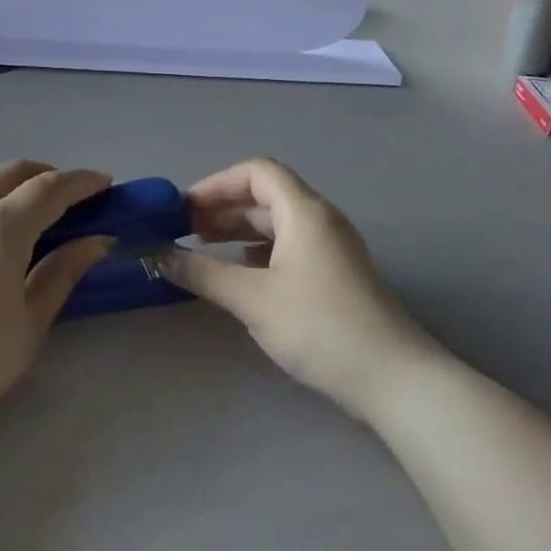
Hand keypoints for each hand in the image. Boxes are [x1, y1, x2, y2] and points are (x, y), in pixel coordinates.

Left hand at [0, 152, 113, 427]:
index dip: (81, 182)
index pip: (51, 190)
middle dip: (47, 176)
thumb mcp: (33, 319)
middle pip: (13, 174)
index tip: (104, 183)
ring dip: (7, 176)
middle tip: (70, 196)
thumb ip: (64, 271)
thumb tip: (98, 240)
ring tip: (26, 189)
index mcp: (3, 228)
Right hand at [158, 158, 438, 417]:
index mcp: (304, 212)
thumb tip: (158, 256)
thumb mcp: (252, 299)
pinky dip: (257, 251)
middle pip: (265, 195)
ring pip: (276, 223)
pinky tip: (238, 272)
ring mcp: (331, 248)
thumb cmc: (319, 327)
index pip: (256, 172)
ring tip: (202, 248)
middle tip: (183, 230)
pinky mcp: (334, 275)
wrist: (392, 378)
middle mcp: (320, 220)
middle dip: (222, 207)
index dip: (216, 184)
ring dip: (237, 230)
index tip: (183, 209)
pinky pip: (288, 246)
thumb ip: (202, 273)